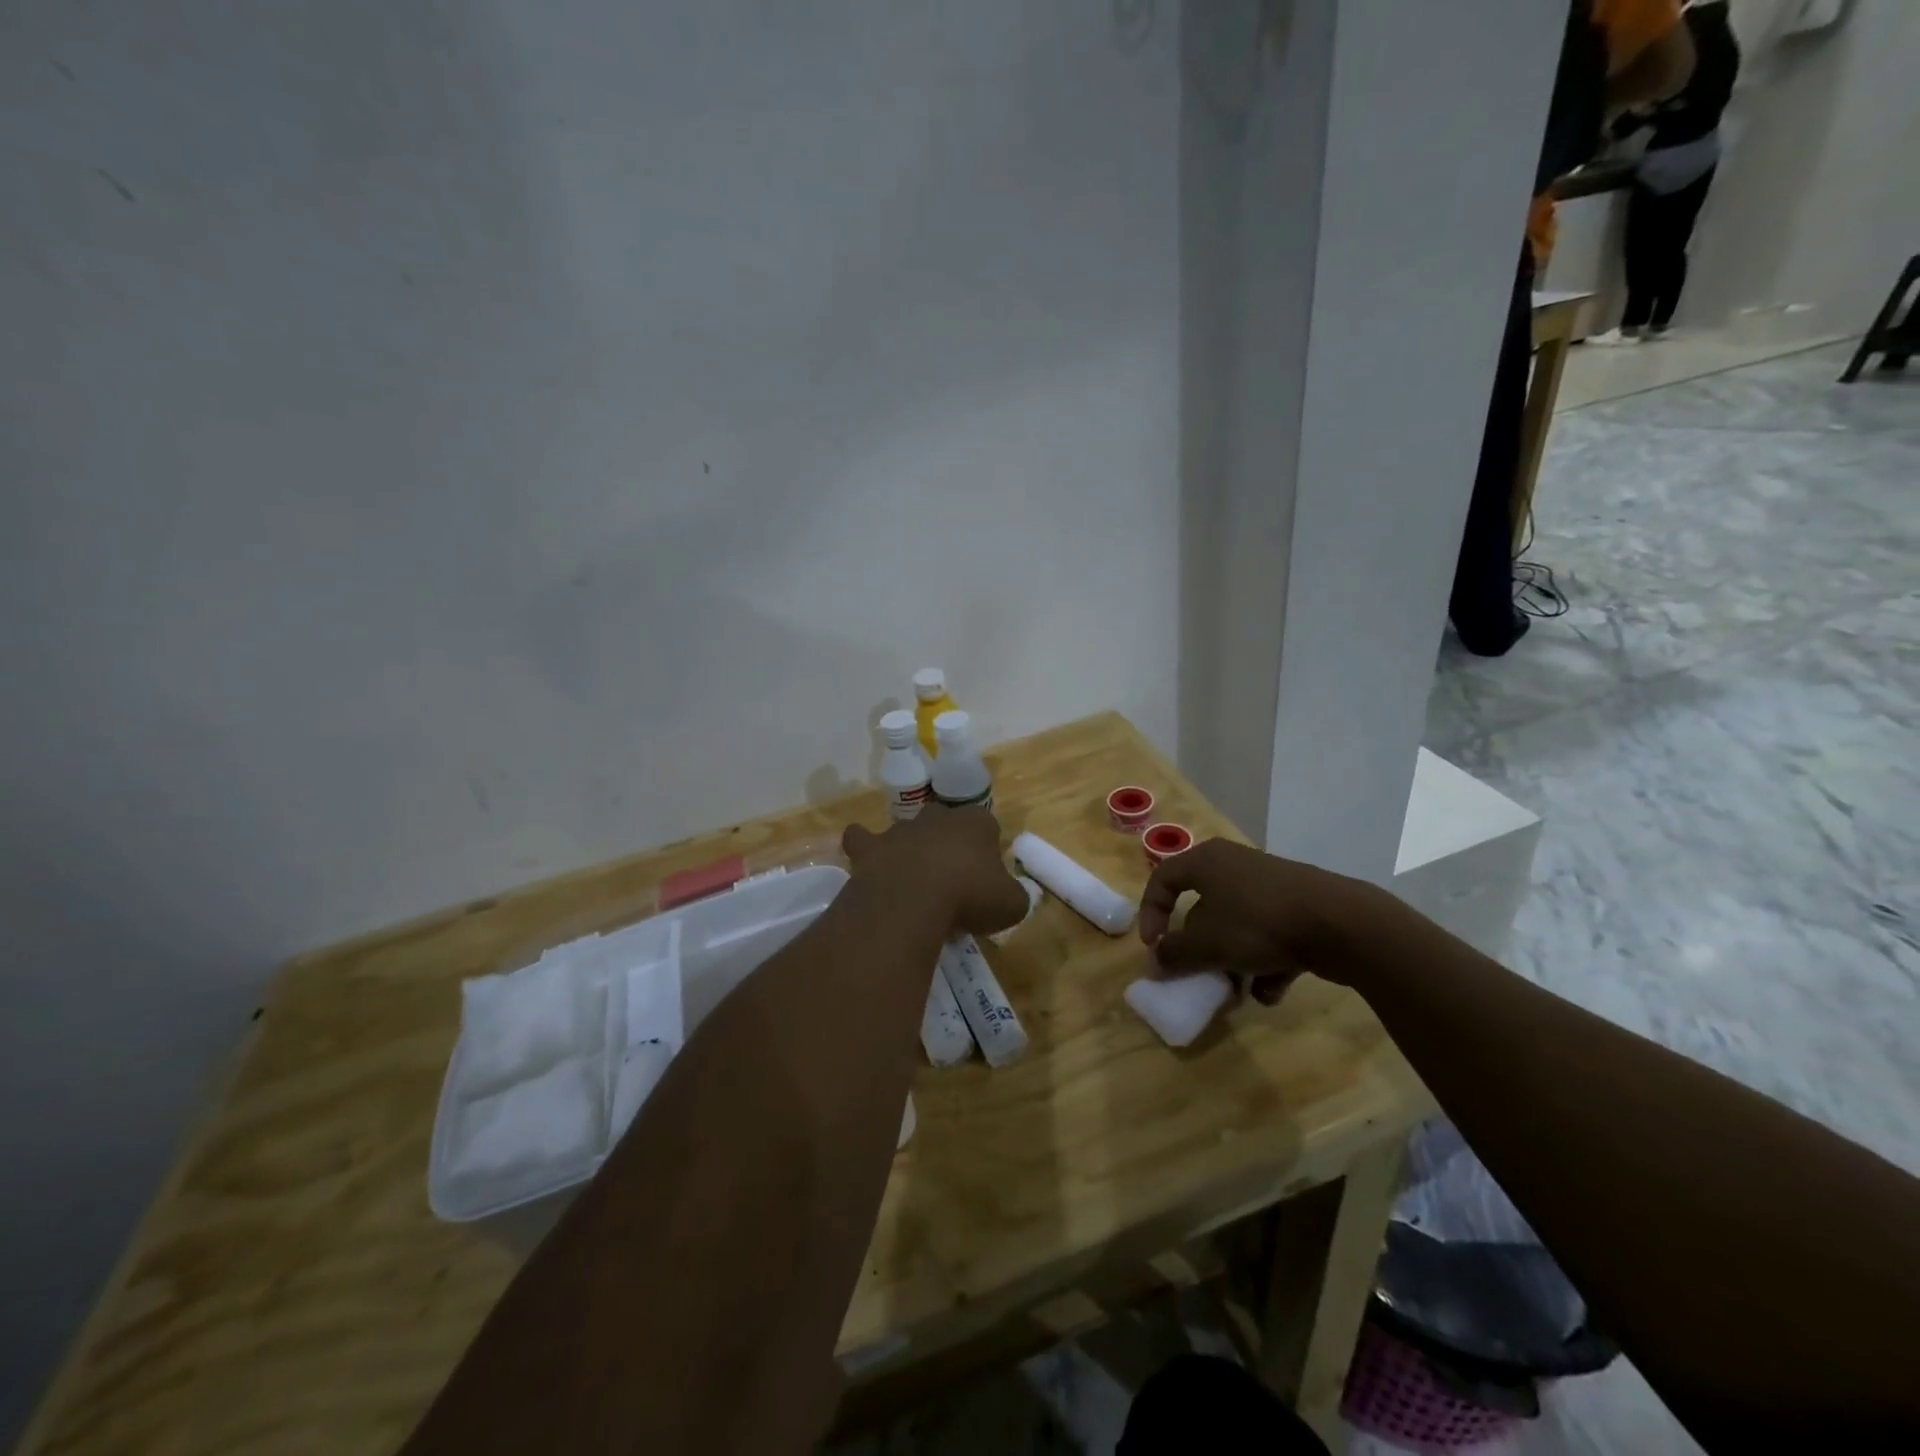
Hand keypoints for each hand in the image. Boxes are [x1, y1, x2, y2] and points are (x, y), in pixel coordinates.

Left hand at [842, 806, 1029, 938]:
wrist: (914, 898)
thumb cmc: (970, 896)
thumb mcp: (1011, 905)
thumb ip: (1015, 897)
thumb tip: (1011, 898)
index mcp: (977, 823)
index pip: (987, 827)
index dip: (987, 851)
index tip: (986, 879)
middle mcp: (939, 817)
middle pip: (946, 824)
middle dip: (948, 845)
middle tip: (951, 880)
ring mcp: (902, 828)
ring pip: (908, 831)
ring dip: (911, 849)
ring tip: (913, 882)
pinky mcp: (871, 846)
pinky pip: (862, 839)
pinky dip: (864, 847)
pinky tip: (869, 864)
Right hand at [1139, 839, 1365, 1003]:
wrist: (1341, 923)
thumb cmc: (1259, 923)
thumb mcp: (1207, 943)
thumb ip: (1174, 954)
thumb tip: (1155, 962)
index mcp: (1206, 861)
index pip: (1163, 880)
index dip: (1151, 914)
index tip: (1154, 947)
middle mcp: (1235, 865)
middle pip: (1202, 907)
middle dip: (1199, 948)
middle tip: (1197, 973)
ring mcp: (1270, 885)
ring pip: (1237, 925)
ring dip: (1232, 961)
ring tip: (1238, 991)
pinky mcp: (1299, 906)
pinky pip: (1268, 934)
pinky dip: (1265, 963)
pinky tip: (1272, 990)